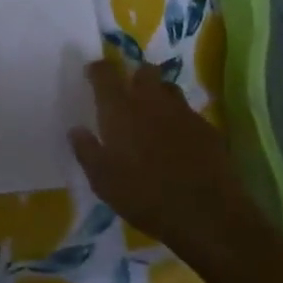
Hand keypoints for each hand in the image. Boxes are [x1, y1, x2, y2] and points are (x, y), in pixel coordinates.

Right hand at [68, 59, 261, 266]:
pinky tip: (178, 140)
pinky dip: (179, 119)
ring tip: (153, 114)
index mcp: (120, 110)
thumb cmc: (144, 196)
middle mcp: (151, 101)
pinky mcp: (207, 128)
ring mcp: (183, 112)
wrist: (205, 213)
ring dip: (159, 94)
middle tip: (128, 93)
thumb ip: (86, 151)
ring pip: (168, 88)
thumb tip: (76, 130)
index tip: (92, 73)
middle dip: (134, 75)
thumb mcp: (103, 181)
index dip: (97, 69)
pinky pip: (189, 112)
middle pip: (144, 71)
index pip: (105, 74)